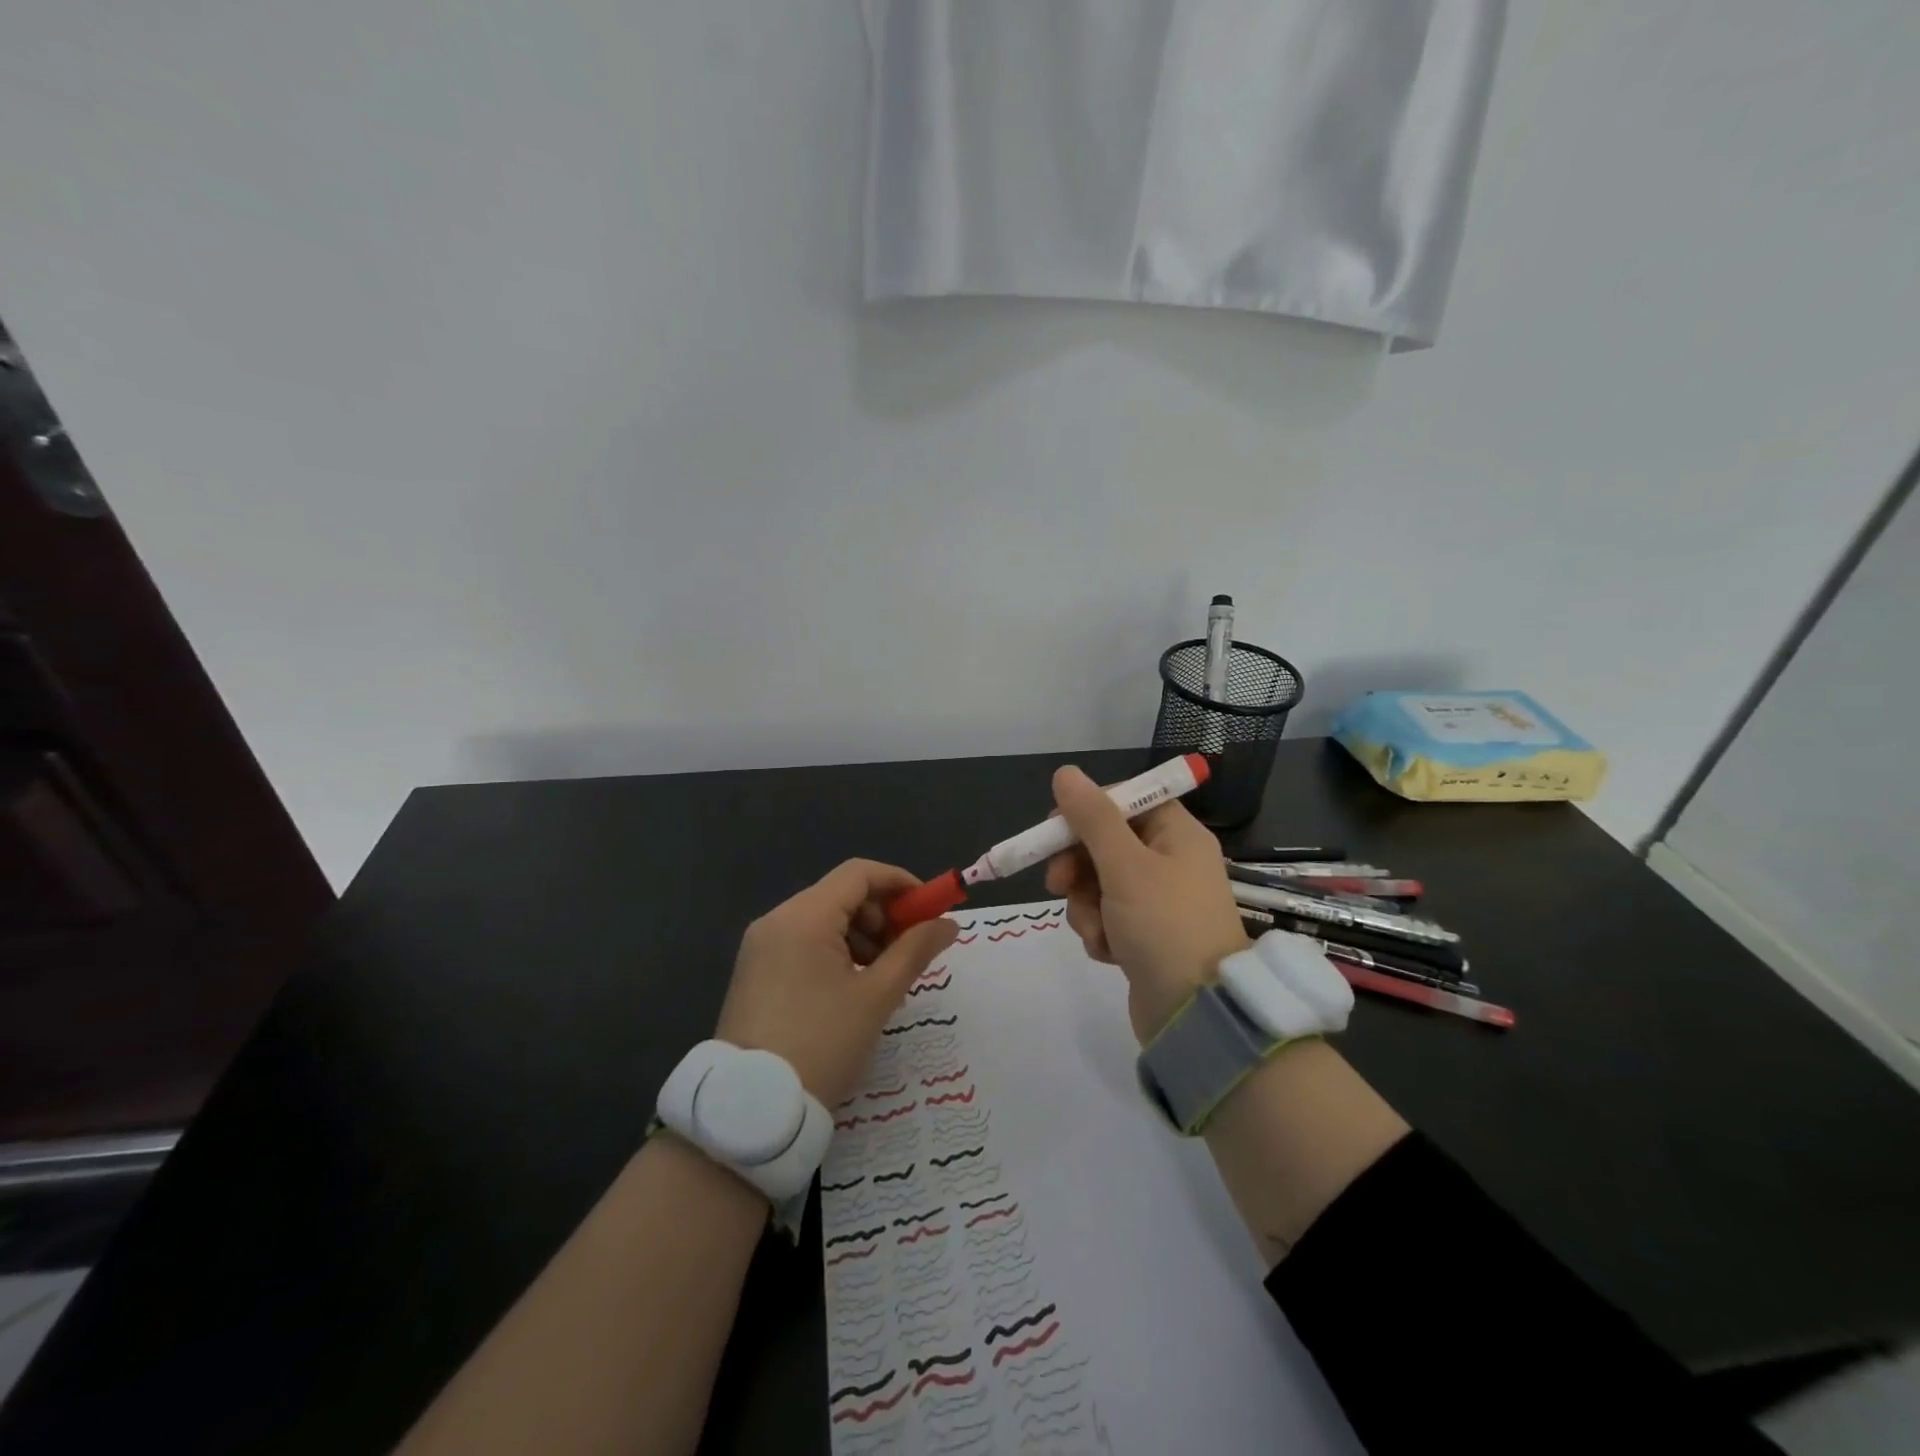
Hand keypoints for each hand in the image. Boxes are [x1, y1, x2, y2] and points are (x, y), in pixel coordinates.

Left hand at [716, 860, 958, 1107]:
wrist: (753, 1109)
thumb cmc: (822, 1044)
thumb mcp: (877, 997)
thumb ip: (915, 950)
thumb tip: (948, 923)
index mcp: (804, 917)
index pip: (859, 873)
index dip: (900, 884)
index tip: (929, 911)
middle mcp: (777, 919)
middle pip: (841, 894)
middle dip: (882, 914)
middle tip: (908, 951)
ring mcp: (761, 945)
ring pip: (823, 918)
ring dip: (861, 935)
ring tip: (882, 976)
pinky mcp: (755, 970)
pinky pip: (803, 941)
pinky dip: (835, 951)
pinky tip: (851, 987)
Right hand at [1043, 765, 1250, 1044]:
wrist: (1197, 1015)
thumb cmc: (1164, 926)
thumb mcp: (1124, 866)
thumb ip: (1092, 818)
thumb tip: (1066, 773)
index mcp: (1176, 835)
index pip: (1124, 801)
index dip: (1087, 811)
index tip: (1054, 828)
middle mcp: (1170, 862)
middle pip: (1105, 843)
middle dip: (1077, 867)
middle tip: (1058, 884)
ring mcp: (1158, 901)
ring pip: (1098, 883)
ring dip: (1086, 906)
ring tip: (1098, 931)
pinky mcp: (1145, 935)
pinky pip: (1107, 917)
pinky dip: (1100, 931)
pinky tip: (1108, 953)